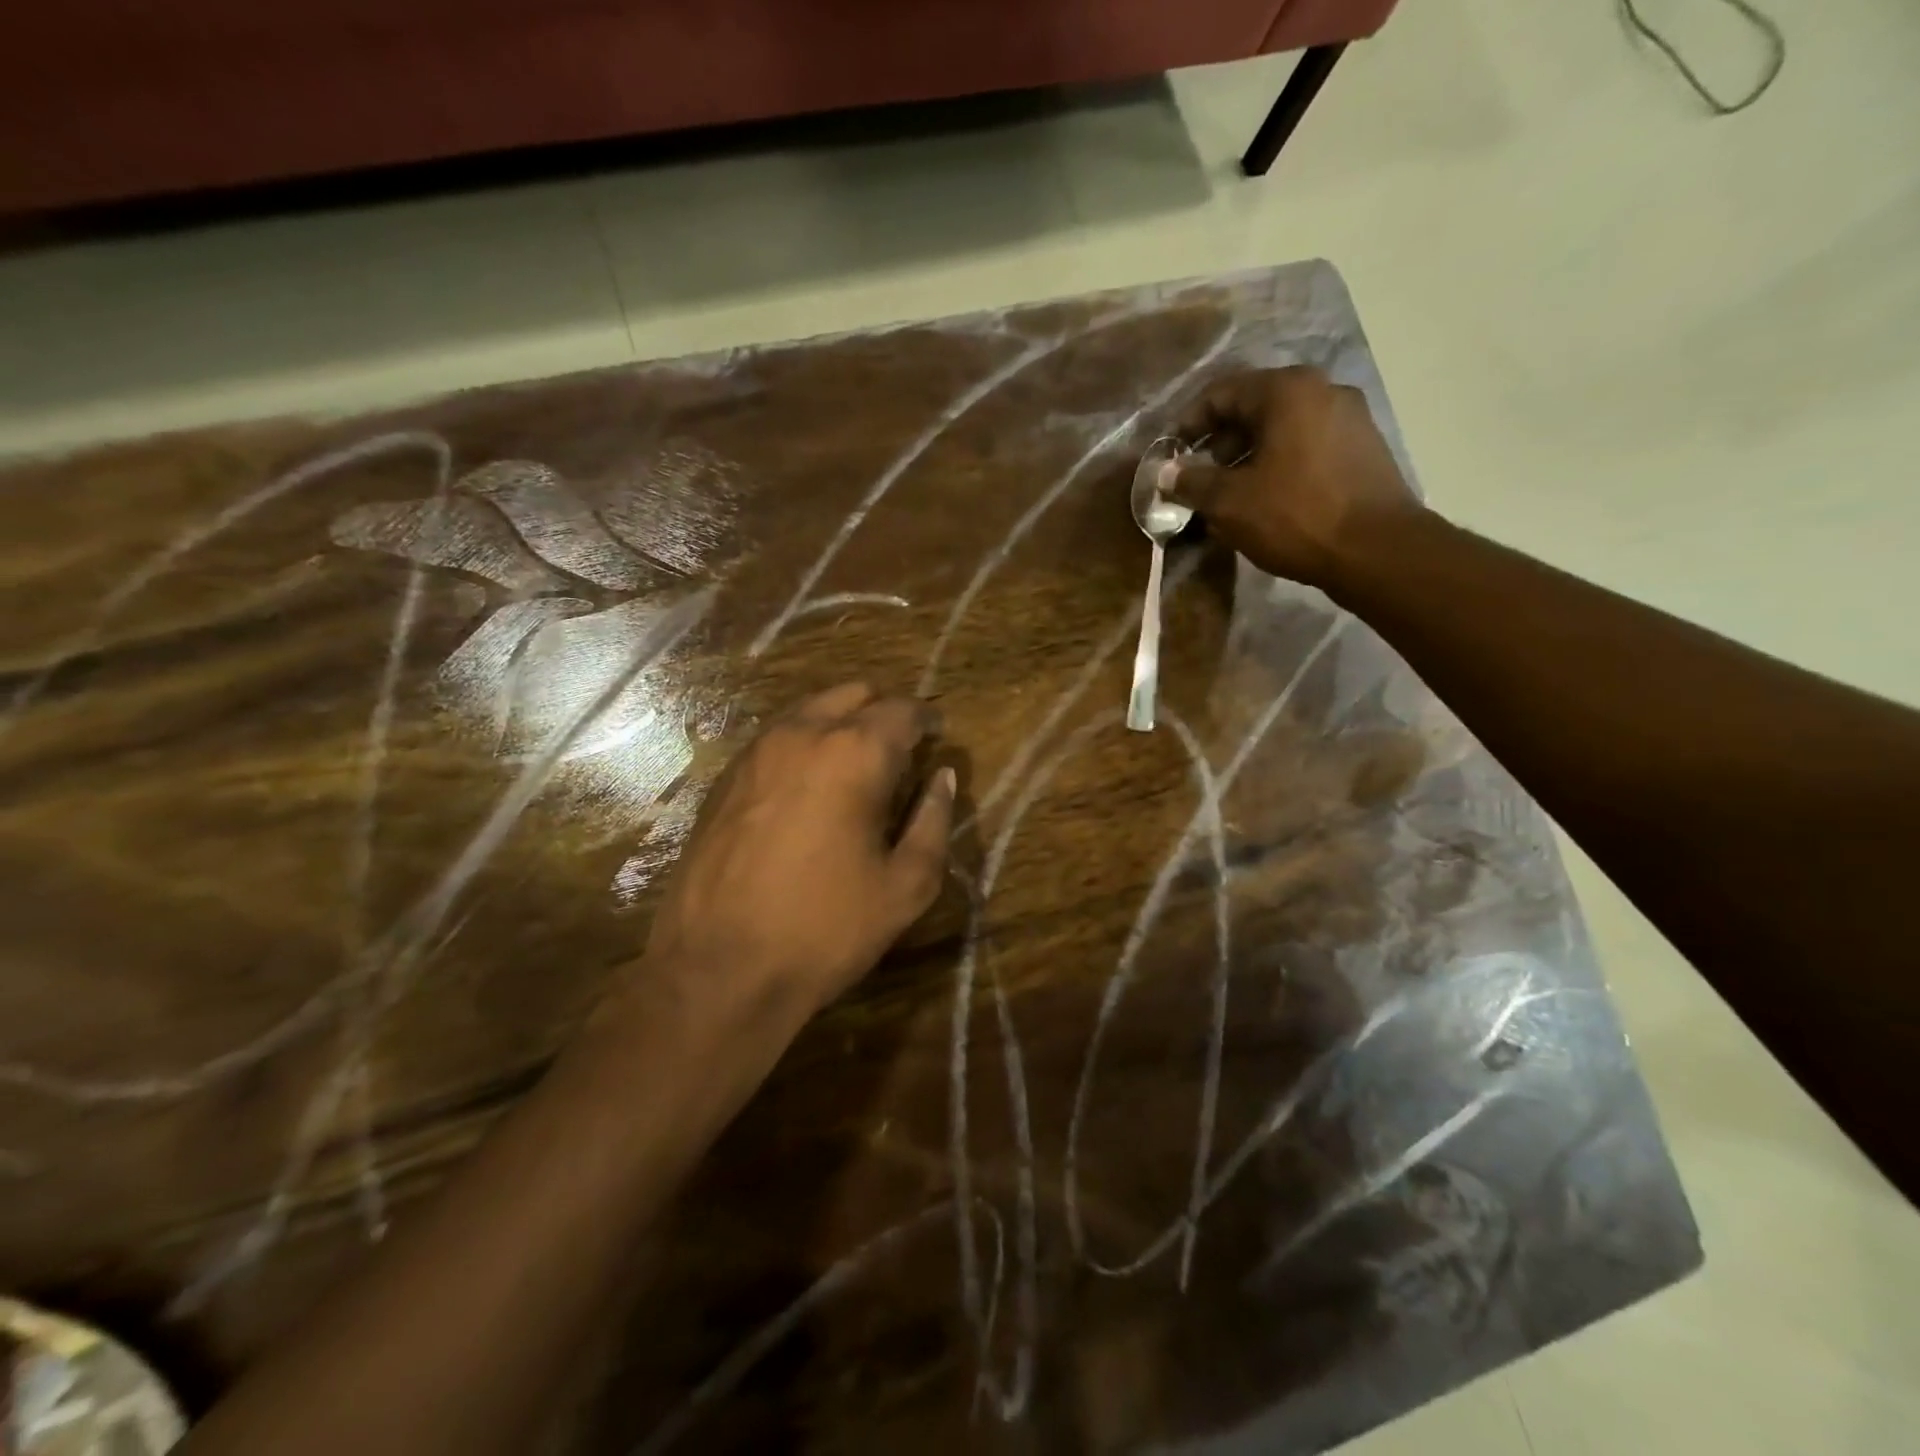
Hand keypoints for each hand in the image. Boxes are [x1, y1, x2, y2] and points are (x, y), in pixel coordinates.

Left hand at [644, 683, 955, 1016]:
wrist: (718, 970)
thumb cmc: (825, 929)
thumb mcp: (906, 886)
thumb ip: (933, 822)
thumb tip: (943, 779)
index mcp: (854, 754)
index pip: (902, 710)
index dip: (927, 720)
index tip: (938, 735)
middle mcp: (802, 734)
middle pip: (853, 693)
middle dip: (883, 712)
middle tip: (901, 749)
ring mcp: (756, 752)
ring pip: (810, 709)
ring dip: (841, 721)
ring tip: (857, 763)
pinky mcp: (725, 777)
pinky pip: (776, 737)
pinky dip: (804, 742)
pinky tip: (810, 784)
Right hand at [1171, 366, 1425, 590]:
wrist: (1377, 550)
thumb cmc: (1295, 516)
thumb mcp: (1229, 502)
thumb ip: (1192, 482)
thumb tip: (1166, 473)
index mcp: (1287, 390)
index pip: (1221, 393)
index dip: (1188, 424)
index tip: (1171, 456)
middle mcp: (1322, 390)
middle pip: (1254, 408)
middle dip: (1218, 444)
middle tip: (1198, 480)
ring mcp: (1350, 417)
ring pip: (1282, 429)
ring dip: (1248, 457)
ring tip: (1229, 496)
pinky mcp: (1364, 447)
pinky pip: (1306, 445)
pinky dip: (1278, 464)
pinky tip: (1266, 500)